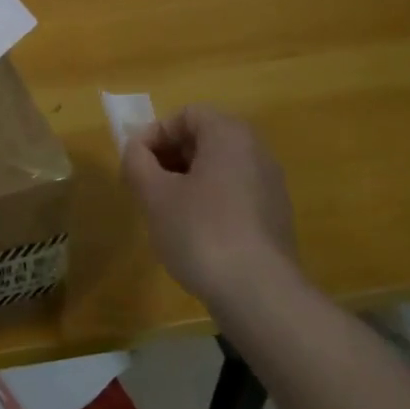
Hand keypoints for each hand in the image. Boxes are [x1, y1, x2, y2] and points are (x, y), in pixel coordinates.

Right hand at [121, 104, 304, 304]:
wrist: (259, 293)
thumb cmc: (201, 231)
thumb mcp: (154, 194)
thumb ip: (137, 162)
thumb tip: (135, 149)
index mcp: (230, 135)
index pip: (186, 115)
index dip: (155, 134)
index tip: (135, 163)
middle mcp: (256, 151)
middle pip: (204, 138)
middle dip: (169, 157)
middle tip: (145, 186)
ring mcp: (270, 185)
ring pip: (218, 168)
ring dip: (186, 180)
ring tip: (164, 211)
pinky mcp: (274, 216)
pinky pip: (233, 193)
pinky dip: (208, 201)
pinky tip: (193, 234)